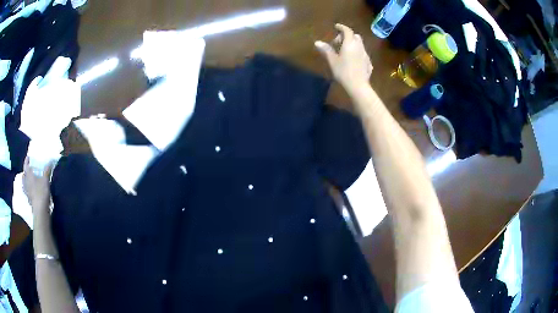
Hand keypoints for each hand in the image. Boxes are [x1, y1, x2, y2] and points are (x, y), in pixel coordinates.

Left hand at [23, 157, 54, 213]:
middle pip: (24, 175)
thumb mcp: (45, 180)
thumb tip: (50, 161)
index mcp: (28, 175)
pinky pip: (27, 191)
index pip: (25, 165)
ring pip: (24, 184)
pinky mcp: (29, 199)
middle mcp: (26, 182)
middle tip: (28, 169)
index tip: (28, 157)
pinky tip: (30, 190)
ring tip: (28, 179)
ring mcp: (27, 192)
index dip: (27, 160)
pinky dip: (28, 189)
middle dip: (25, 171)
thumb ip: (47, 170)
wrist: (40, 210)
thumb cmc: (41, 192)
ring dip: (25, 181)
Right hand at [315, 24, 372, 94]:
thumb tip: (317, 42)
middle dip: (347, 36)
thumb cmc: (343, 71)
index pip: (347, 30)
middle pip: (355, 36)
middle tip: (338, 43)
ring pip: (360, 44)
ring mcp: (365, 55)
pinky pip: (362, 53)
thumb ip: (326, 50)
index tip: (336, 26)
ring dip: (352, 44)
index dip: (341, 27)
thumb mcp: (332, 60)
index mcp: (350, 44)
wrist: (358, 86)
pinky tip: (352, 60)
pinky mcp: (368, 63)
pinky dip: (357, 52)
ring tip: (345, 52)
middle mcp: (359, 46)